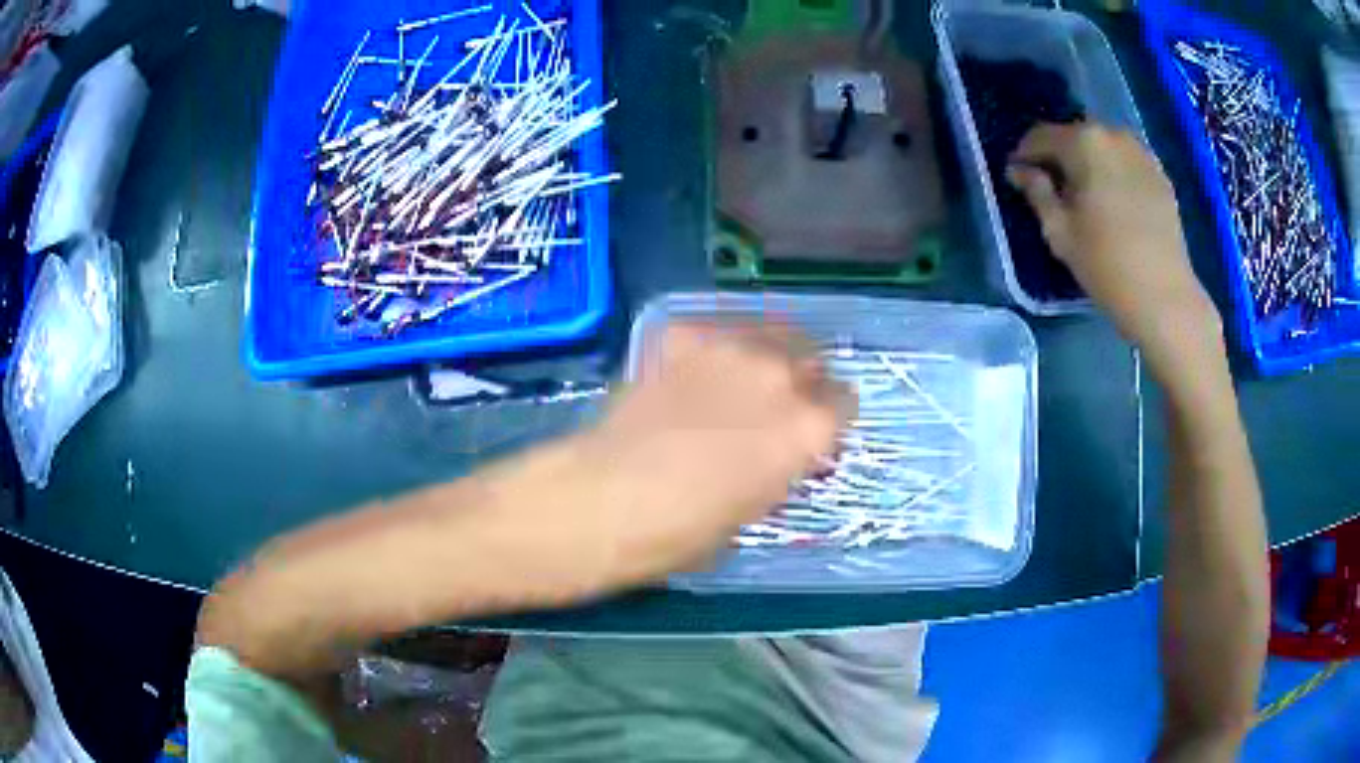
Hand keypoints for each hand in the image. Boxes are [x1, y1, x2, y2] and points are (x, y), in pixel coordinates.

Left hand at [577, 321, 851, 587]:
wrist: (610, 498)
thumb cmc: (687, 529)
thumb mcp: (757, 506)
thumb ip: (782, 464)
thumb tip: (780, 450)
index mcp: (810, 425)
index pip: (844, 402)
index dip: (827, 417)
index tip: (809, 429)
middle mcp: (782, 374)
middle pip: (812, 358)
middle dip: (801, 379)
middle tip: (773, 404)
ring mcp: (732, 347)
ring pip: (767, 334)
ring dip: (762, 356)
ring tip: (736, 379)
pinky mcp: (684, 334)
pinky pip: (713, 332)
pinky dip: (710, 350)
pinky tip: (688, 374)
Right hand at [1007, 124, 1222, 366]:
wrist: (1164, 297)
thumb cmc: (1105, 264)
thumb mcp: (1058, 230)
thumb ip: (1036, 191)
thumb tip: (1020, 170)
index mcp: (1082, 141)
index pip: (1041, 136)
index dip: (1024, 155)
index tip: (1017, 177)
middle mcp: (1112, 134)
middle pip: (1074, 137)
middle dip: (1059, 157)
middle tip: (1052, 188)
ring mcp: (1141, 152)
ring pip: (1103, 147)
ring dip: (1089, 163)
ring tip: (1086, 195)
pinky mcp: (1160, 175)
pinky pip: (1127, 162)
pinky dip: (1114, 173)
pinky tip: (1114, 202)